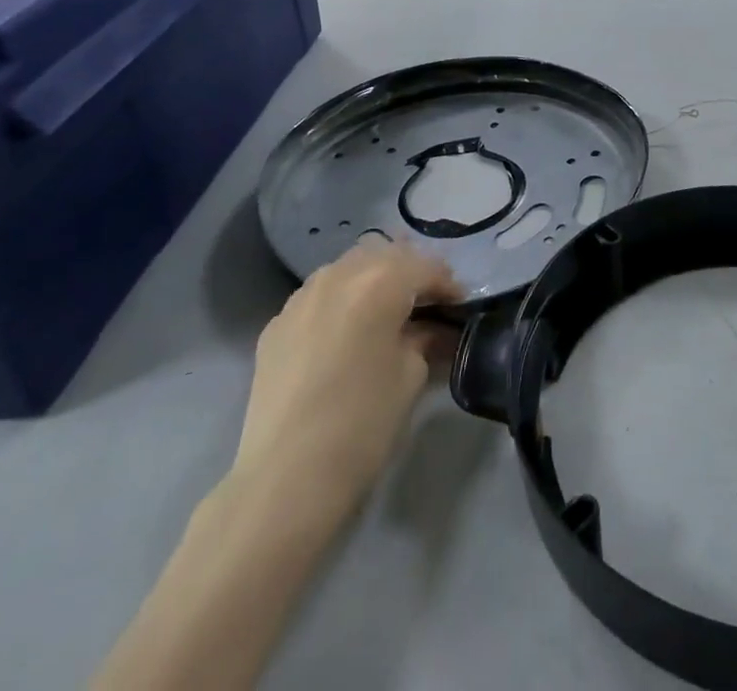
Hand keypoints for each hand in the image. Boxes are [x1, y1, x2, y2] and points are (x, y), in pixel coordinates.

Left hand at [232, 242, 460, 512]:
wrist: (285, 479)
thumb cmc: (362, 424)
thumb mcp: (410, 376)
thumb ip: (425, 339)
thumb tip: (432, 330)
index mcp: (380, 280)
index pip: (426, 267)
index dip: (448, 285)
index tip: (460, 305)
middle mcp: (339, 274)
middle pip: (385, 255)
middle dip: (410, 273)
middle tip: (426, 304)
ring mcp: (301, 297)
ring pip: (348, 268)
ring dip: (372, 281)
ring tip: (385, 312)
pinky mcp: (276, 324)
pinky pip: (318, 296)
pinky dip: (340, 302)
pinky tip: (346, 334)